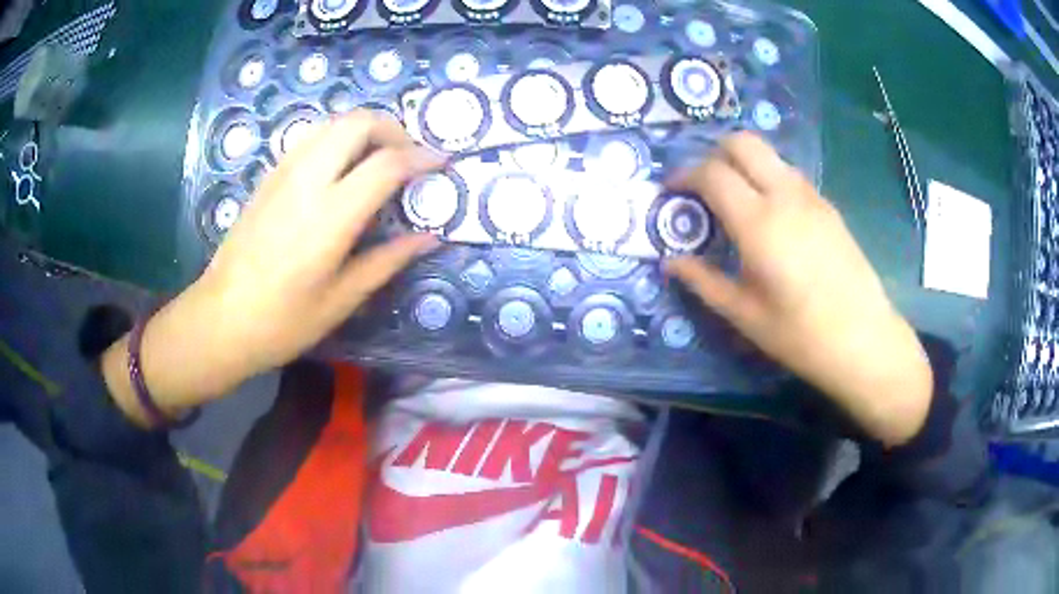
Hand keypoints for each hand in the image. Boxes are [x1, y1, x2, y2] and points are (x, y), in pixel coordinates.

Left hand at [102, 111, 442, 424]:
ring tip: (379, 159)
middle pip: (359, 122)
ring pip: (333, 122)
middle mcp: (307, 180)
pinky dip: (338, 139)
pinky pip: (311, 137)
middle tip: (408, 157)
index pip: (387, 163)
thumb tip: (430, 237)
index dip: (421, 157)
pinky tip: (342, 169)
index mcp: (330, 216)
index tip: (442, 163)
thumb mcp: (341, 300)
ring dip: (365, 130)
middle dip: (393, 129)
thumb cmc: (282, 321)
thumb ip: (387, 260)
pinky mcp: (269, 176)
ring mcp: (283, 172)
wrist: (220, 319)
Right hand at [666, 132, 931, 444]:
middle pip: (742, 142)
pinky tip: (769, 215)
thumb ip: (704, 282)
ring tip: (734, 199)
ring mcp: (811, 197)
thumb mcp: (745, 315)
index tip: (671, 191)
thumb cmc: (801, 335)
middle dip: (714, 152)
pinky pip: (790, 174)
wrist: (864, 339)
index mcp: (759, 222)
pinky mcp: (828, 207)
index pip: (712, 173)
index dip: (684, 175)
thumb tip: (671, 262)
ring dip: (744, 163)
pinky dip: (769, 178)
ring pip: (769, 154)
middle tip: (702, 184)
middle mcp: (785, 195)